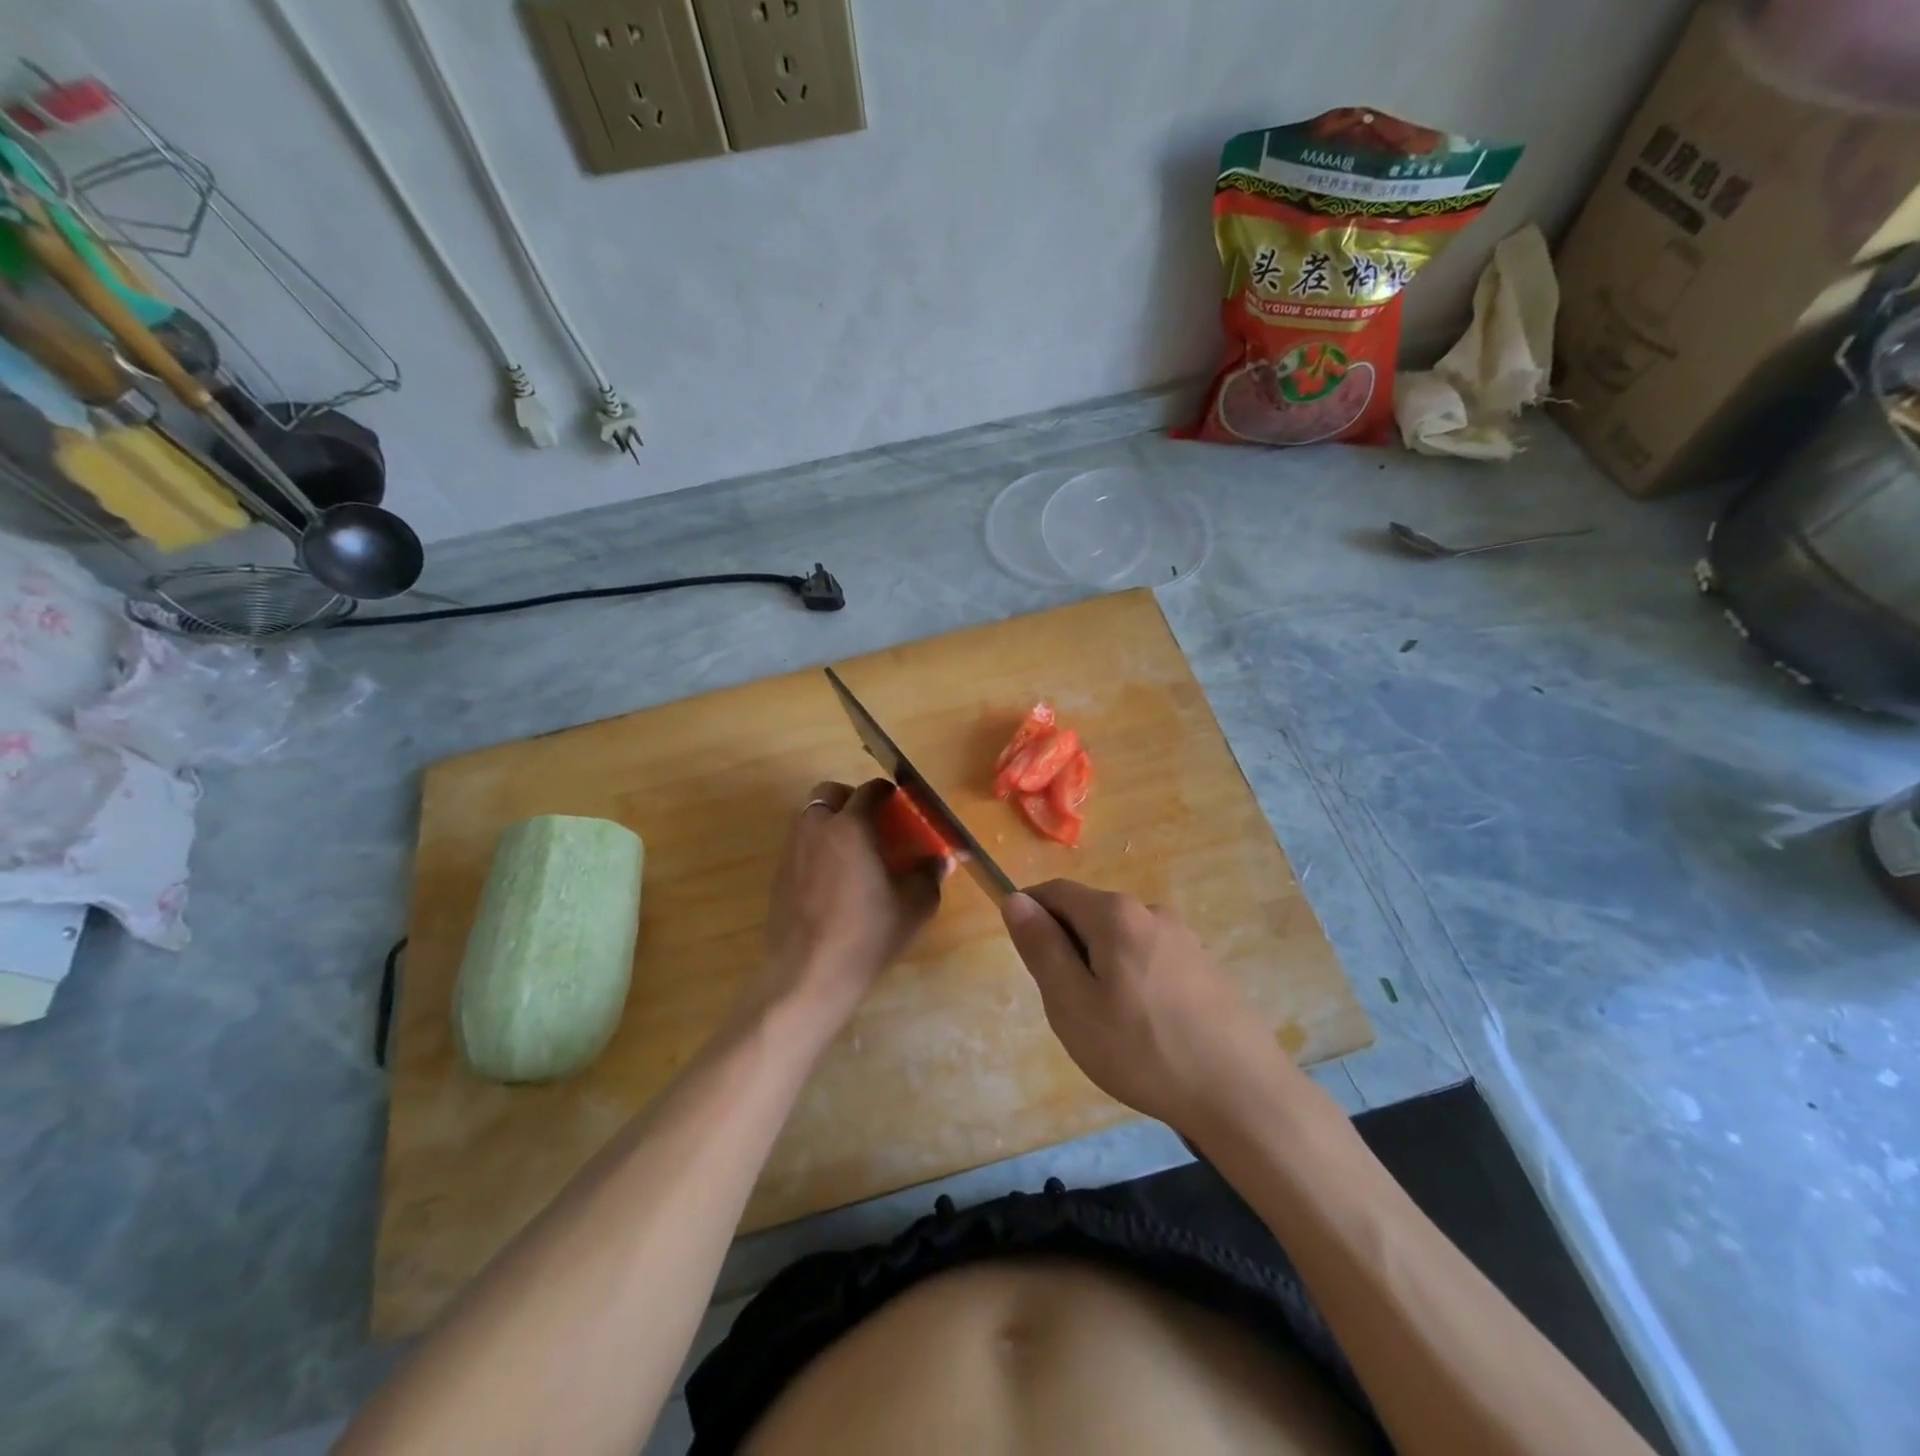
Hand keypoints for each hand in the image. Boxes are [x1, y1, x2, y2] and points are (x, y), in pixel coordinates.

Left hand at [754, 780, 941, 1032]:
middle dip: (851, 799)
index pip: (870, 791)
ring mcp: (792, 851)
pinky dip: (817, 848)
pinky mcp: (779, 876)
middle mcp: (817, 828)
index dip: (888, 793)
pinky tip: (834, 880)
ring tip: (854, 852)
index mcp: (851, 826)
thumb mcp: (915, 904)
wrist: (809, 973)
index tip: (900, 804)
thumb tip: (940, 860)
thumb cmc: (868, 933)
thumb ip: (929, 874)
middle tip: (873, 824)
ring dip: (832, 822)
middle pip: (830, 793)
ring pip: (811, 817)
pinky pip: (801, 846)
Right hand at [1002, 881, 1295, 1133]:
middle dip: (1067, 948)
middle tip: (1066, 1007)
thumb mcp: (1073, 1004)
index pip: (1055, 892)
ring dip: (1100, 968)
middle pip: (1089, 915)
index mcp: (1116, 914)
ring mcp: (1184, 938)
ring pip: (1120, 940)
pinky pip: (1149, 959)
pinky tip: (1144, 1030)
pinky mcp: (1204, 966)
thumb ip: (1041, 948)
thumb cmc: (1143, 1050)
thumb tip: (1015, 900)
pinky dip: (1131, 980)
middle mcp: (1151, 912)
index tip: (1024, 957)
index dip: (1030, 914)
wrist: (1242, 1095)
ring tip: (1107, 1026)